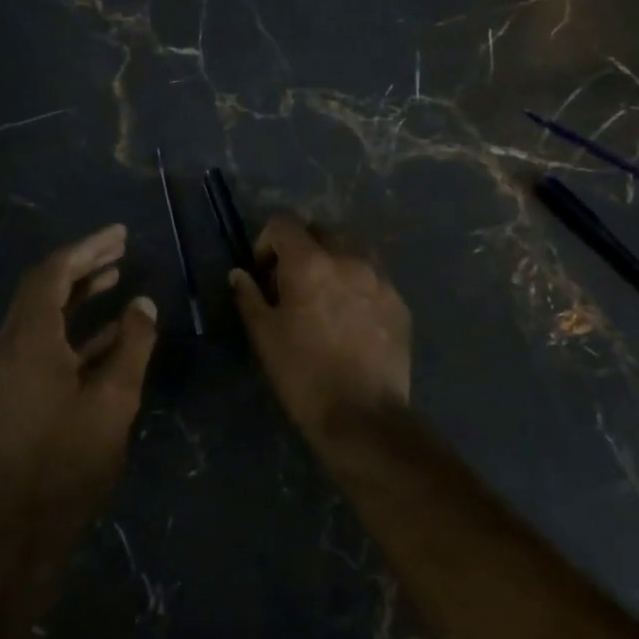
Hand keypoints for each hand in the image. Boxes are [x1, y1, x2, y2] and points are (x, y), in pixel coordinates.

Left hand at [0, 224, 157, 524]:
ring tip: (117, 276)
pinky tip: (110, 327)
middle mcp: (11, 344)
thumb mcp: (113, 398)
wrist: (22, 523)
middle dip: (82, 263)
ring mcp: (11, 368)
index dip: (86, 248)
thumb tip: (144, 304)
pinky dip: (75, 327)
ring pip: (43, 313)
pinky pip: (45, 340)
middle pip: (44, 287)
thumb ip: (132, 344)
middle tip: (120, 248)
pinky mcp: (17, 389)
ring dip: (78, 292)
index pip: (53, 273)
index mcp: (29, 339)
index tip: (120, 234)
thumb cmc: (69, 457)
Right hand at [229, 215, 410, 439]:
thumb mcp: (264, 336)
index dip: (267, 241)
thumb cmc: (303, 375)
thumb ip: (249, 297)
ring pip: (352, 251)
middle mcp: (349, 258)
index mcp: (310, 262)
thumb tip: (239, 274)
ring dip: (334, 263)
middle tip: (292, 284)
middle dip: (302, 248)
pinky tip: (352, 320)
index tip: (263, 273)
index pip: (283, 223)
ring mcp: (380, 279)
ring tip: (326, 299)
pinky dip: (358, 286)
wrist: (362, 415)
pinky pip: (374, 279)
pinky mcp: (399, 302)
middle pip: (321, 232)